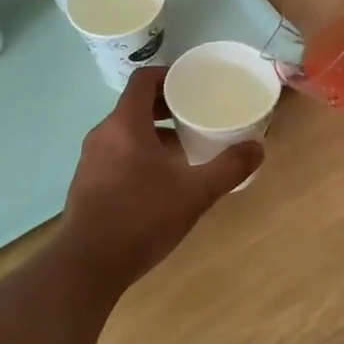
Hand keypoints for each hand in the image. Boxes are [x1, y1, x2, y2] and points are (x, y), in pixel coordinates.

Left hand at [56, 67, 262, 290]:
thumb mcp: (195, 193)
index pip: (144, 79)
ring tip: (185, 152)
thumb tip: (258, 148)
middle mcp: (103, 134)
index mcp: (125, 124)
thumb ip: (228, 168)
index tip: (193, 86)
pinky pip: (116, 155)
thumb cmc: (141, 218)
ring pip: (126, 133)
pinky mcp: (86, 184)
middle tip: (196, 118)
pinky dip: (139, 156)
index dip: (169, 76)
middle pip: (136, 106)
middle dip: (167, 109)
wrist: (87, 267)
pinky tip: (161, 183)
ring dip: (154, 135)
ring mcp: (90, 160)